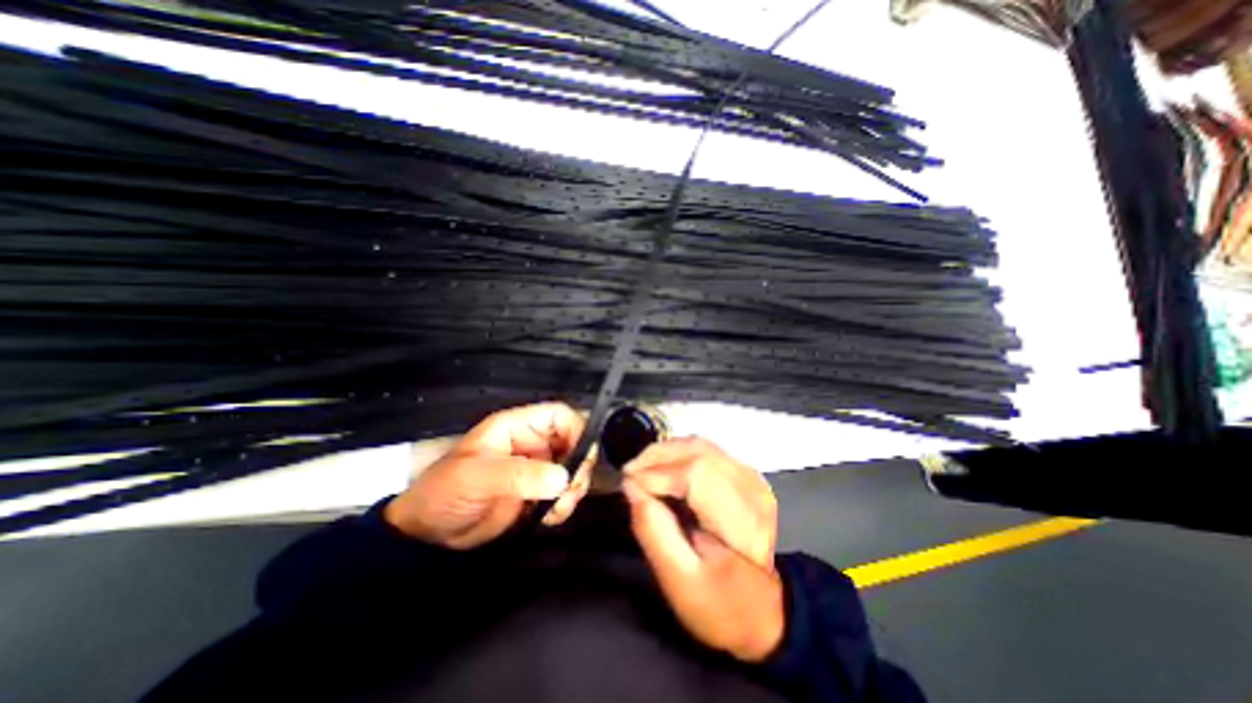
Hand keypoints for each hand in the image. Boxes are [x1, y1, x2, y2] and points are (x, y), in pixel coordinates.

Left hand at [384, 401, 591, 549]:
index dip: (577, 429)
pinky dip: (565, 504)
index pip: (559, 416)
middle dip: (579, 466)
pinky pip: (564, 492)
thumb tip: (564, 478)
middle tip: (571, 491)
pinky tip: (552, 517)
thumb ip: (520, 474)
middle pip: (574, 441)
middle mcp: (532, 444)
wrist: (427, 535)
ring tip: (558, 509)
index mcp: (517, 428)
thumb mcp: (478, 477)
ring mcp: (536, 469)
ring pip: (573, 468)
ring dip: (574, 488)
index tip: (582, 458)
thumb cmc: (445, 492)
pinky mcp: (537, 492)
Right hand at [624, 437, 783, 660]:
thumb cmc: (719, 604)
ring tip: (641, 469)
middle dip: (657, 456)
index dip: (657, 473)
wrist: (759, 611)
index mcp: (742, 521)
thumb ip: (652, 530)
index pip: (695, 474)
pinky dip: (679, 454)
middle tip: (630, 472)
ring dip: (666, 452)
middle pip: (698, 451)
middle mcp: (752, 490)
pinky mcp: (743, 474)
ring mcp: (751, 478)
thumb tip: (631, 486)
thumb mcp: (679, 580)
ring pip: (700, 445)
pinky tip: (662, 469)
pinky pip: (705, 450)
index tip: (628, 483)